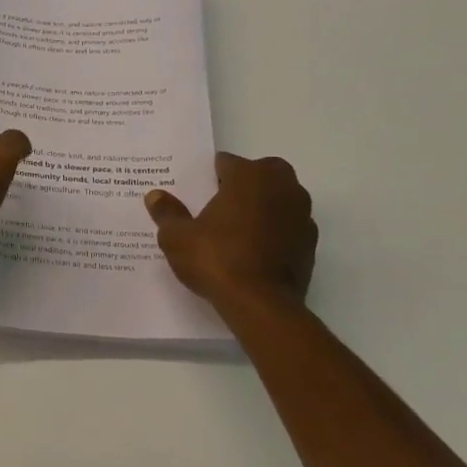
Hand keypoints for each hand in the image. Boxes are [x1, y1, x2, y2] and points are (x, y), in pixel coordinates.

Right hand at [144, 153, 316, 314]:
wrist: (261, 304)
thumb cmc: (216, 259)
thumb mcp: (177, 237)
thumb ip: (167, 213)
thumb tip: (155, 196)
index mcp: (249, 176)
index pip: (227, 162)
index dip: (210, 175)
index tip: (198, 190)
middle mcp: (281, 187)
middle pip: (263, 171)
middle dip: (245, 182)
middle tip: (221, 203)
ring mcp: (301, 214)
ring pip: (281, 197)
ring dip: (264, 204)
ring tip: (238, 227)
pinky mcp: (310, 243)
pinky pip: (290, 225)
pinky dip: (276, 230)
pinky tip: (256, 249)